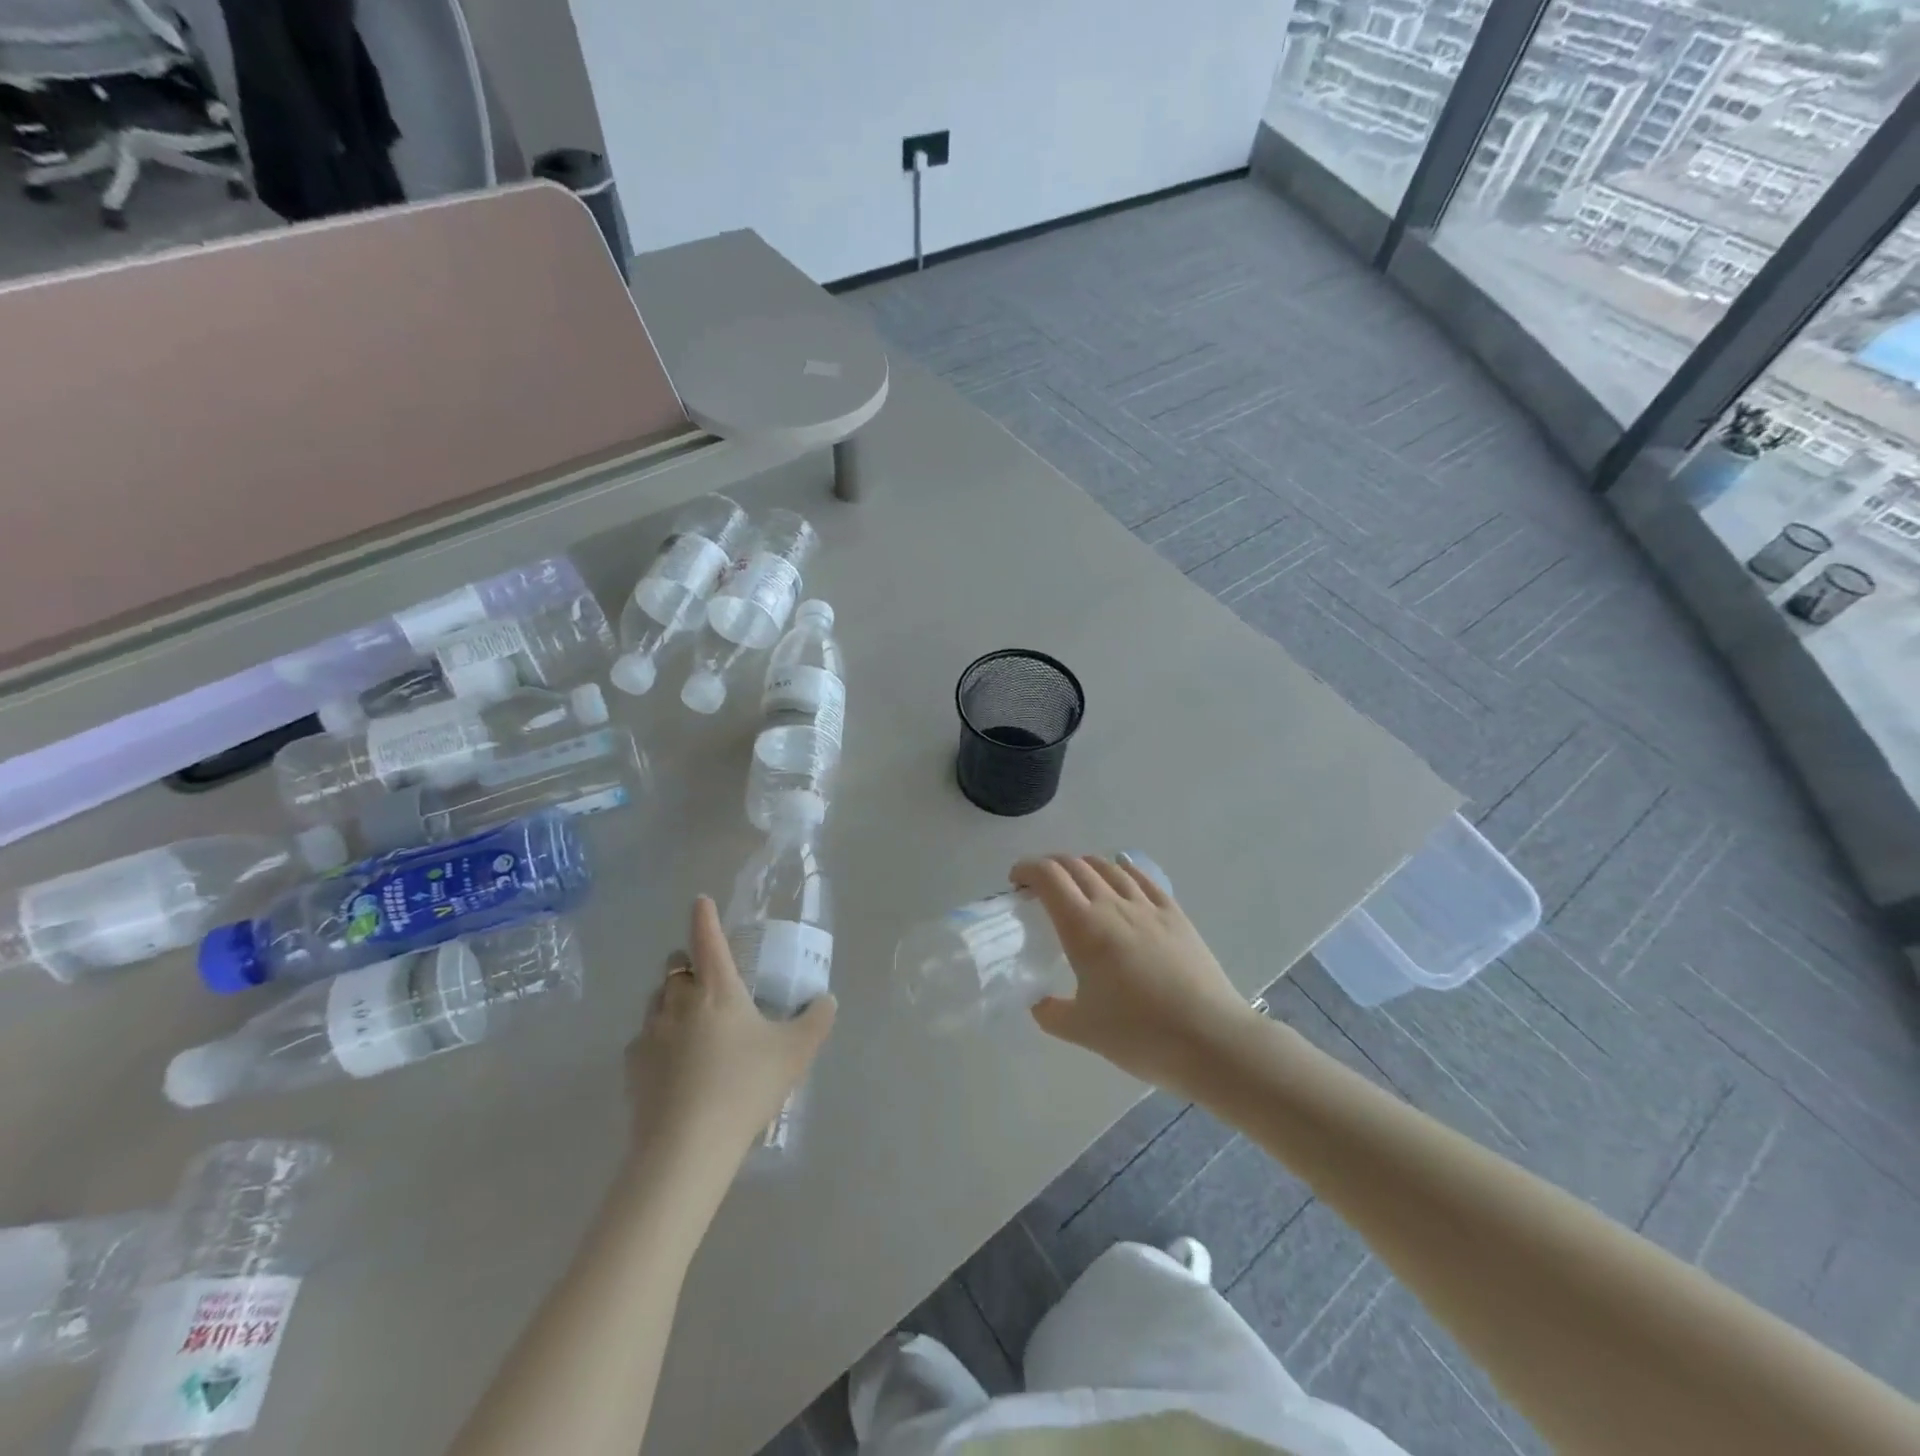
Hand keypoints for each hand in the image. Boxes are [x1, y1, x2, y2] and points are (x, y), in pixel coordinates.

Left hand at [624, 897, 836, 1174]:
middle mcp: (680, 1001)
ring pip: (657, 999)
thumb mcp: (796, 1053)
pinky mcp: (632, 1066)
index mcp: (718, 989)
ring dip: (672, 999)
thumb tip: (826, 1001)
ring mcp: (650, 1033)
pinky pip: (644, 1038)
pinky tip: (673, 1064)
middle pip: (675, 966)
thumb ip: (816, 1021)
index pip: (708, 938)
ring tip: (692, 1023)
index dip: (704, 915)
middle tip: (709, 980)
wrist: (686, 1147)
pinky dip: (658, 1039)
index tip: (700, 900)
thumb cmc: (745, 1086)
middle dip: (688, 963)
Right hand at [1016, 854, 1258, 1099]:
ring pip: (1108, 867)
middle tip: (1039, 886)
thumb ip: (1051, 1013)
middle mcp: (1112, 905)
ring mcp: (1147, 906)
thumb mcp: (1083, 1030)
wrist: (1210, 1039)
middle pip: (1075, 865)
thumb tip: (1038, 1003)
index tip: (1016, 883)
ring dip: (1084, 866)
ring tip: (1076, 882)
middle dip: (1051, 867)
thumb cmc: (1140, 1035)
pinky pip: (1142, 878)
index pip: (1049, 877)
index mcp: (1083, 927)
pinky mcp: (1175, 914)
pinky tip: (1120, 874)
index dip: (1027, 870)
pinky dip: (1122, 870)